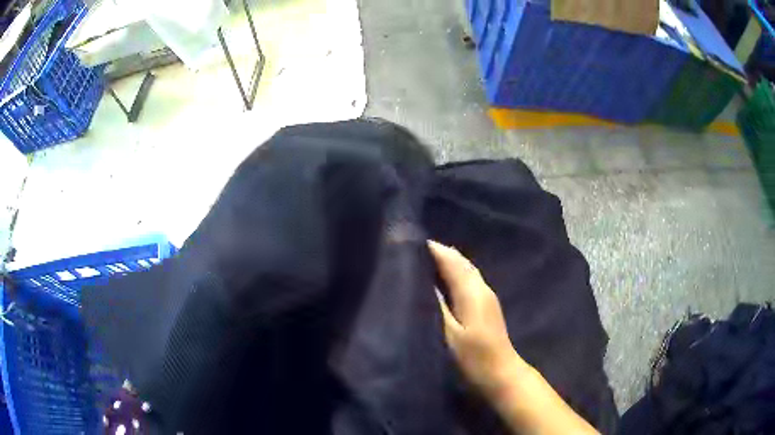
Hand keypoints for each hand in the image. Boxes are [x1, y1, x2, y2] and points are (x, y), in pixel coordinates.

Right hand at [428, 240, 523, 394]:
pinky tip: (442, 280)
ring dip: (447, 262)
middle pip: (461, 262)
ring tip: (423, 260)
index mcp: (472, 292)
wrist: (501, 373)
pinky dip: (454, 273)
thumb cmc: (474, 357)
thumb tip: (424, 281)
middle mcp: (482, 288)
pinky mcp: (487, 305)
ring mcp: (487, 296)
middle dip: (439, 252)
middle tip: (413, 249)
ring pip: (466, 270)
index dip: (433, 249)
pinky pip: (468, 279)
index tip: (410, 240)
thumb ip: (437, 306)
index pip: (452, 261)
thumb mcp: (450, 334)